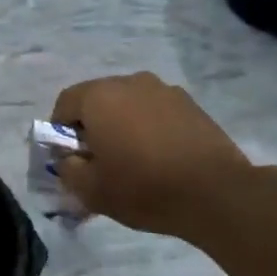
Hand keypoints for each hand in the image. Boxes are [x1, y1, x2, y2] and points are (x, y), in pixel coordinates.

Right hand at [49, 73, 253, 240]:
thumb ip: (68, 169)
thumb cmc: (144, 188)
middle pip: (98, 98)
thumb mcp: (91, 190)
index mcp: (99, 97)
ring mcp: (164, 89)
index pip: (65, 102)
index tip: (70, 157)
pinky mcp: (190, 103)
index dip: (60, 130)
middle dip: (92, 125)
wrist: (216, 193)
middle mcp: (130, 82)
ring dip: (122, 123)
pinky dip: (150, 126)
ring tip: (133, 158)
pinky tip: (160, 155)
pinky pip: (156, 110)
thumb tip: (68, 158)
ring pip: (129, 103)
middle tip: (99, 159)